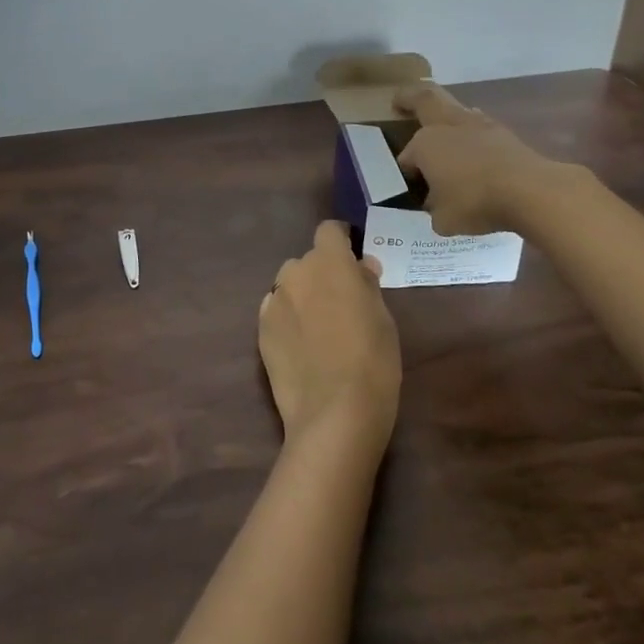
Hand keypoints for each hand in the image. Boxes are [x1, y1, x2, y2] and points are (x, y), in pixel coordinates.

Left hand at [259, 222, 400, 447]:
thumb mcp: (383, 319)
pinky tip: (301, 345)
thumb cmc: (372, 361)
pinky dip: (288, 318)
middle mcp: (296, 272)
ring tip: (319, 327)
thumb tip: (361, 266)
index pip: (329, 230)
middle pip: (309, 261)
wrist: (334, 412)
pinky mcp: (261, 329)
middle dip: (323, 274)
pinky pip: (276, 310)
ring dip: (303, 294)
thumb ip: (367, 285)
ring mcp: (274, 301)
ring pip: (290, 285)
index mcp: (330, 262)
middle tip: (341, 303)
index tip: (352, 258)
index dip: (341, 240)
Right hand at [393, 82, 567, 235]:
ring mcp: (480, 126)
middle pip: (426, 100)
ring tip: (443, 129)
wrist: (530, 191)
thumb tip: (438, 205)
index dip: (406, 171)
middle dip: (410, 98)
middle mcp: (449, 126)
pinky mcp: (506, 134)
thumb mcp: (444, 219)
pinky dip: (472, 136)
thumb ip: (436, 210)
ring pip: (456, 110)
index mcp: (425, 144)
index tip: (411, 186)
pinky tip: (474, 152)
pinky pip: (480, 128)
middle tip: (400, 100)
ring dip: (447, 116)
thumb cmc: (476, 202)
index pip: (407, 156)